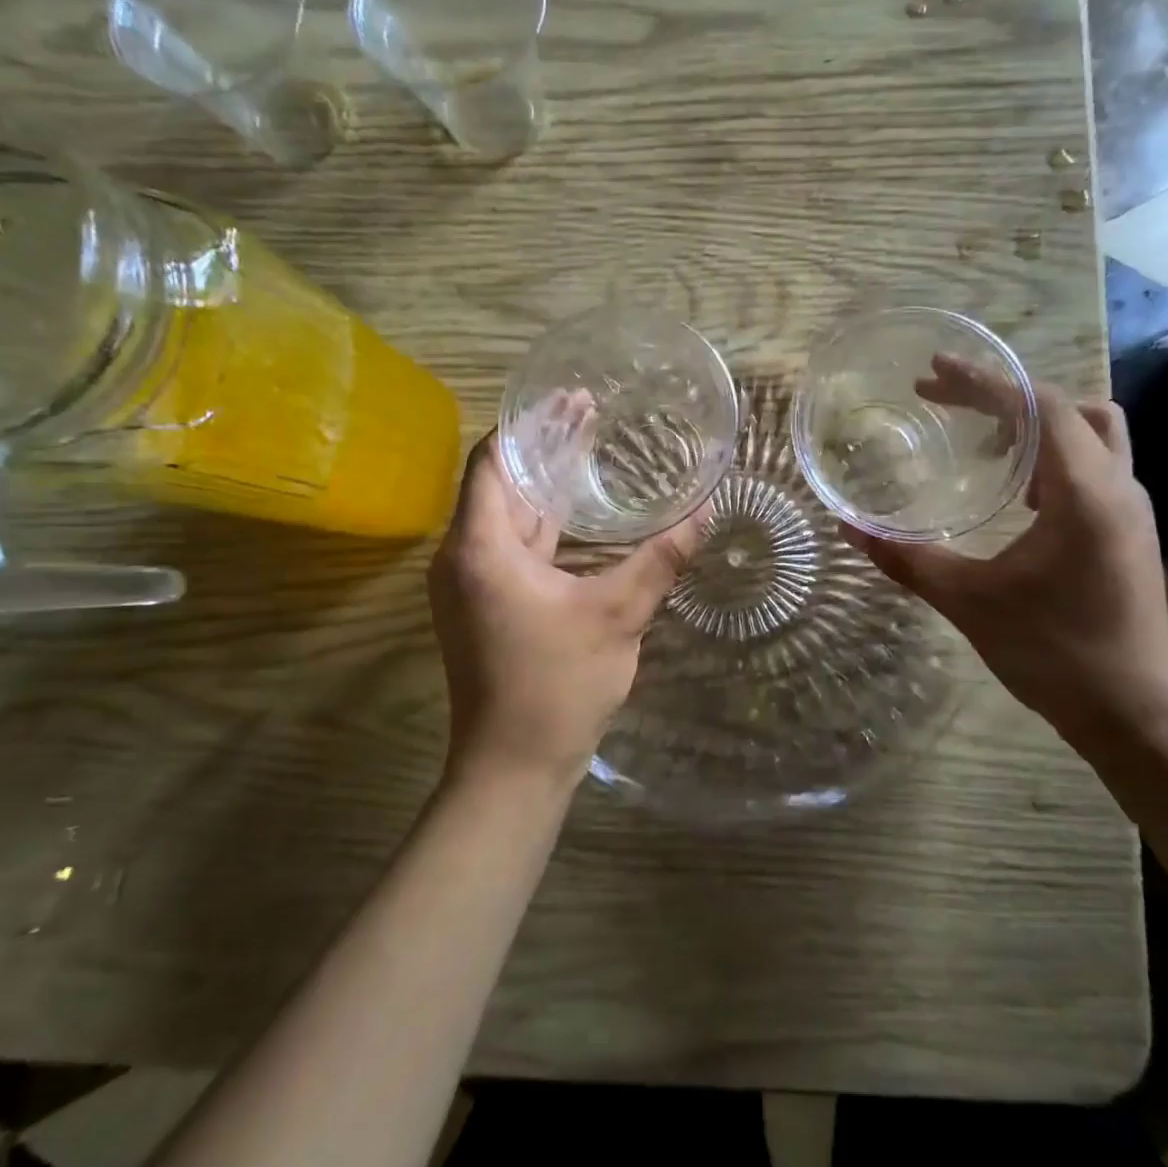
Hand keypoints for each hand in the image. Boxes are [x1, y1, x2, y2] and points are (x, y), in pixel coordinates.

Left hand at [427, 435, 705, 791]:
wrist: (513, 768)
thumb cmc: (557, 686)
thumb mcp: (618, 615)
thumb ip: (660, 559)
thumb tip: (704, 510)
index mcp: (480, 547)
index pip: (493, 460)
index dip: (528, 424)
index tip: (567, 398)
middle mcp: (463, 557)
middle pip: (500, 482)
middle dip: (542, 447)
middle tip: (589, 411)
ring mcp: (469, 584)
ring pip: (506, 516)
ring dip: (543, 485)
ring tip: (587, 448)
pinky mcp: (484, 606)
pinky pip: (510, 546)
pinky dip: (542, 523)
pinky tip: (578, 514)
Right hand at [846, 374, 1167, 737]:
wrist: (1134, 713)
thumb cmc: (1053, 653)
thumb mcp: (968, 602)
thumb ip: (906, 559)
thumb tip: (849, 528)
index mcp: (1084, 493)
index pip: (1039, 406)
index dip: (983, 381)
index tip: (934, 371)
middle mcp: (1117, 487)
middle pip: (1066, 407)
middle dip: (1003, 395)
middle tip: (945, 400)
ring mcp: (1130, 508)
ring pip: (1091, 432)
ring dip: (1035, 423)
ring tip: (981, 444)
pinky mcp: (1129, 530)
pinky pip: (1093, 464)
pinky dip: (1052, 456)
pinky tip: (1016, 495)